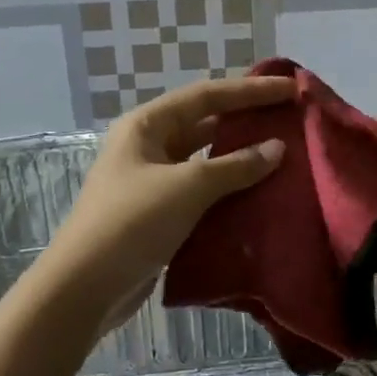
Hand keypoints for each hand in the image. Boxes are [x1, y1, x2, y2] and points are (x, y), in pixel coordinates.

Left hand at [38, 74, 293, 330]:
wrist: (86, 286)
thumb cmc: (133, 222)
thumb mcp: (188, 187)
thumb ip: (235, 166)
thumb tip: (278, 148)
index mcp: (147, 125)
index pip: (207, 96)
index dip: (250, 90)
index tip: (290, 89)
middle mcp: (148, 147)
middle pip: (205, 124)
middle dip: (246, 121)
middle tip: (290, 120)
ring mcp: (153, 182)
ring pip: (205, 161)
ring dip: (240, 159)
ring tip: (283, 155)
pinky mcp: (160, 215)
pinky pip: (202, 193)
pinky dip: (229, 191)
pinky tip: (260, 195)